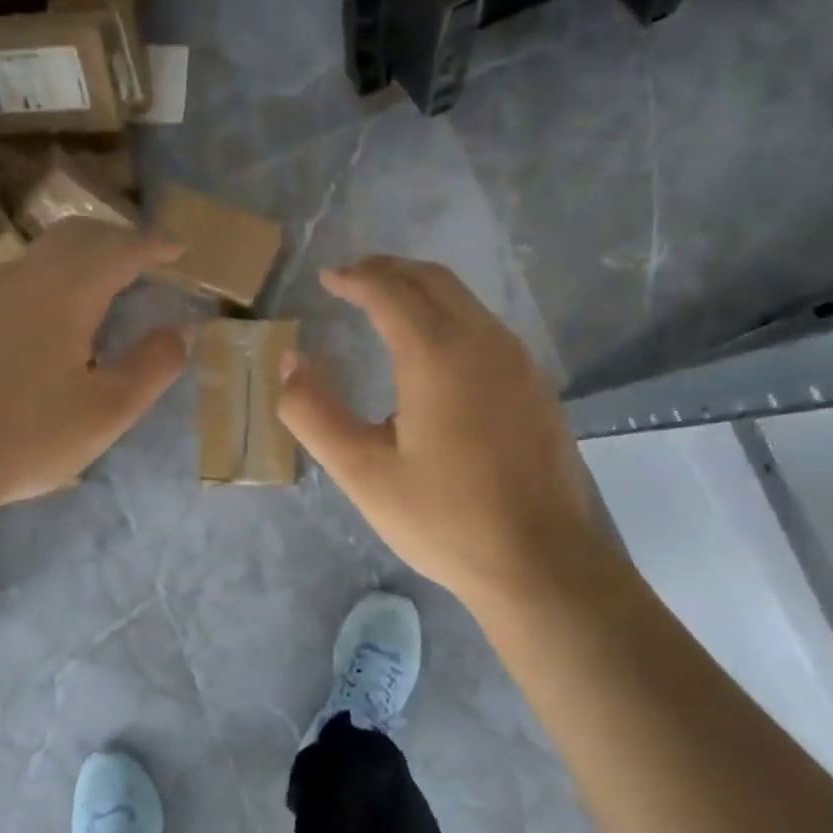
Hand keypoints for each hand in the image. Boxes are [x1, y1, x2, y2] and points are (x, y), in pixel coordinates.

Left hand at [0, 220, 188, 526]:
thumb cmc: (27, 435)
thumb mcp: (107, 411)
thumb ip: (151, 366)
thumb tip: (180, 332)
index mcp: (67, 292)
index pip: (121, 249)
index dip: (155, 245)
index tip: (181, 249)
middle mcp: (28, 277)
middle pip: (79, 234)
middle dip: (120, 237)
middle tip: (149, 257)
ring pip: (47, 249)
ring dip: (86, 250)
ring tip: (110, 277)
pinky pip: (26, 270)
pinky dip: (58, 269)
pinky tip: (61, 306)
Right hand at [278, 256, 605, 611]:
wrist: (542, 562)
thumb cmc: (445, 519)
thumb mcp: (363, 473)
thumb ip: (315, 413)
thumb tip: (289, 362)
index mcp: (437, 355)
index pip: (390, 291)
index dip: (355, 277)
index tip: (328, 277)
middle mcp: (483, 342)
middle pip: (433, 281)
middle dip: (389, 270)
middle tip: (353, 278)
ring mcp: (518, 362)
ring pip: (465, 301)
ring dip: (422, 290)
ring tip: (387, 304)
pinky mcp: (536, 385)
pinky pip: (485, 328)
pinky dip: (450, 316)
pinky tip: (435, 350)